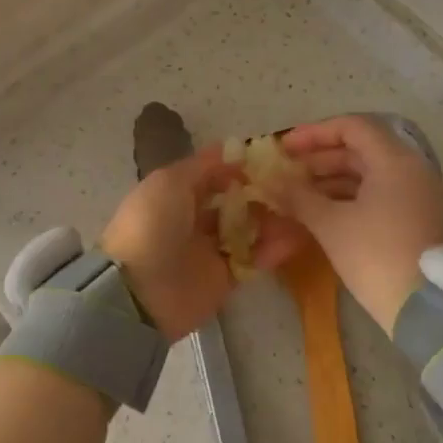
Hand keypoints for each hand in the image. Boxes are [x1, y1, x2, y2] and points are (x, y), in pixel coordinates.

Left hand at [100, 146, 309, 343]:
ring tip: (302, 207)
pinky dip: (275, 249)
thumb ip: (202, 167)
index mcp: (176, 194)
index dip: (239, 166)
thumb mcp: (169, 182)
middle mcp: (194, 219)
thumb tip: (230, 151)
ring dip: (273, 218)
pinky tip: (298, 236)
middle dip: (262, 192)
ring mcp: (210, 250)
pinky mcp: (225, 279)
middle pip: (235, 202)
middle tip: (295, 183)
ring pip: (248, 229)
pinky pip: (254, 260)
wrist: (139, 292)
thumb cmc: (152, 225)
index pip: (213, 175)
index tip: (273, 157)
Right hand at [276, 115, 442, 331]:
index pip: (352, 127)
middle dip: (318, 160)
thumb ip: (298, 196)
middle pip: (358, 150)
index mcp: (394, 160)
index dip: (314, 134)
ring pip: (365, 175)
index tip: (285, 148)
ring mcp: (414, 195)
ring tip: (294, 195)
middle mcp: (410, 169)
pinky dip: (346, 198)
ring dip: (328, 181)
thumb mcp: (331, 224)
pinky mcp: (413, 218)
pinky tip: (317, 212)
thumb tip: (270, 180)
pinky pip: (375, 195)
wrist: (425, 310)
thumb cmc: (375, 255)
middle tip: (285, 173)